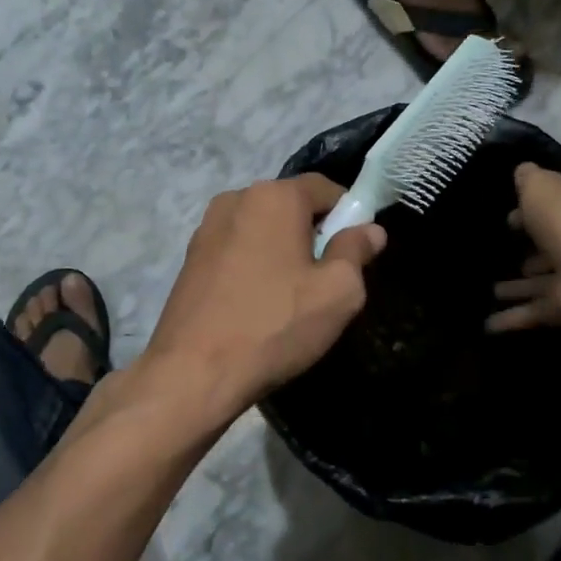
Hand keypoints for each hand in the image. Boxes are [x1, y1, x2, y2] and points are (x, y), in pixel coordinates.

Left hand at [144, 174, 385, 417]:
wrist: (193, 373)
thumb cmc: (275, 325)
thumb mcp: (337, 292)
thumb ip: (357, 251)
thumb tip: (370, 230)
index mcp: (274, 196)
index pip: (325, 188)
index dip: (349, 215)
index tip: (356, 252)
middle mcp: (236, 199)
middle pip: (291, 205)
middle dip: (313, 234)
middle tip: (325, 280)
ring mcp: (206, 228)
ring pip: (262, 228)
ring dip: (282, 250)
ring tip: (289, 297)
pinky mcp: (189, 258)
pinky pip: (237, 249)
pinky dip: (254, 265)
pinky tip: (257, 304)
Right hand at [487, 163, 560, 331]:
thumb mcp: (542, 189)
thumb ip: (529, 179)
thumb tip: (521, 170)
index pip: (552, 211)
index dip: (530, 212)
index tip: (508, 219)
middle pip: (547, 249)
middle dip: (527, 253)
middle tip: (499, 255)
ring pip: (537, 284)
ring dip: (517, 288)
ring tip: (491, 291)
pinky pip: (530, 313)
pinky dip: (510, 319)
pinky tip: (487, 325)